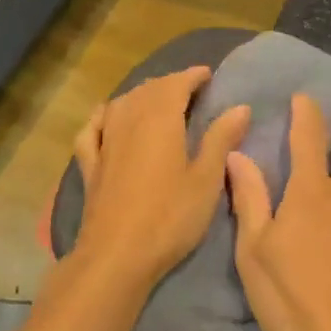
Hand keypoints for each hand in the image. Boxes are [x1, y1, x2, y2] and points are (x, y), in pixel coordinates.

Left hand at [65, 67, 251, 295]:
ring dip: (142, 96)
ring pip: (122, 103)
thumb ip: (221, 139)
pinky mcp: (90, 164)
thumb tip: (240, 106)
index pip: (176, 83)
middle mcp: (128, 119)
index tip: (208, 75)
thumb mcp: (206, 180)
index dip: (193, 76)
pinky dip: (104, 116)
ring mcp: (104, 141)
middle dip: (170, 84)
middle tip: (190, 90)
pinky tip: (108, 118)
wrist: (116, 255)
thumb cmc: (169, 217)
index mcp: (160, 118)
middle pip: (148, 89)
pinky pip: (94, 127)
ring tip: (158, 102)